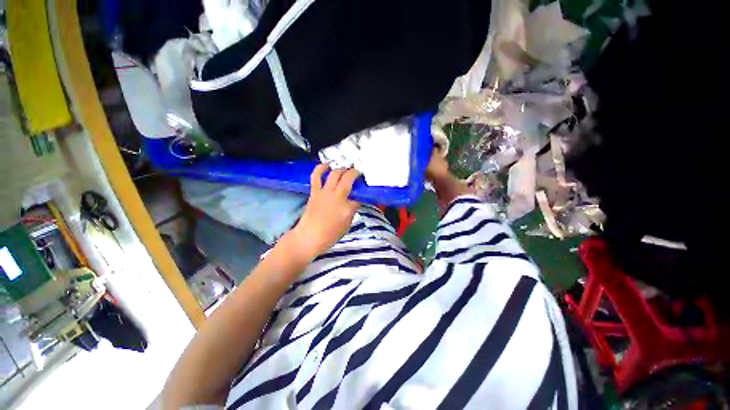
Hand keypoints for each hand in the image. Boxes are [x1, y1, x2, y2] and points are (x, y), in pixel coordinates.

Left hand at [285, 165, 359, 261]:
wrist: (308, 237)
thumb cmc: (329, 235)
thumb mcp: (347, 225)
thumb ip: (352, 211)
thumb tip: (353, 202)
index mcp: (348, 208)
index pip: (358, 198)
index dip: (361, 196)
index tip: (361, 196)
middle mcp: (338, 197)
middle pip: (349, 178)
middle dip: (355, 173)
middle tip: (358, 173)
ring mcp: (325, 192)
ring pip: (335, 173)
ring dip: (342, 168)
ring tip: (346, 168)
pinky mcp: (315, 191)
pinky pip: (317, 175)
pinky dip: (321, 167)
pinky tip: (327, 164)